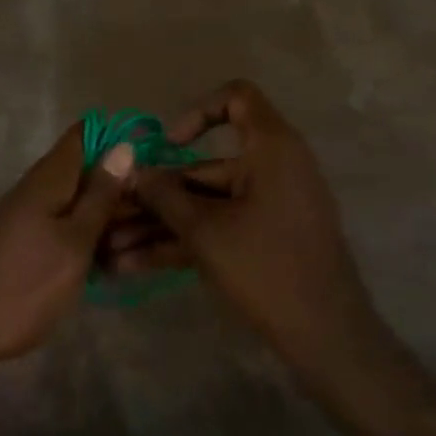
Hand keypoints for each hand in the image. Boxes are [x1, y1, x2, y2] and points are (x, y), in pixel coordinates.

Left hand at [0, 124, 134, 368]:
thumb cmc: (26, 284)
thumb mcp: (75, 241)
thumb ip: (99, 196)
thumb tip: (122, 147)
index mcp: (47, 179)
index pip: (82, 136)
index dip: (116, 139)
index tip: (152, 158)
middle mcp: (34, 189)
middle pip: (81, 171)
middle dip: (118, 185)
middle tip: (159, 211)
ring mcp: (24, 216)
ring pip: (73, 202)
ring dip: (104, 215)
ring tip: (141, 238)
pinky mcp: (21, 242)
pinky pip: (60, 225)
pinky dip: (85, 236)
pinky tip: (108, 258)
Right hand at [131, 80, 374, 367]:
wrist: (325, 336)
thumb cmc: (266, 266)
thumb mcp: (205, 230)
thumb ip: (164, 195)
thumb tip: (133, 172)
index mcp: (270, 149)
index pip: (238, 99)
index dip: (198, 112)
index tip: (168, 145)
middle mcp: (271, 170)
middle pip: (204, 166)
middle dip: (154, 193)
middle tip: (111, 211)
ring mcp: (267, 207)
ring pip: (203, 204)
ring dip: (158, 224)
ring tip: (110, 247)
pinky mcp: (262, 240)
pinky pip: (216, 228)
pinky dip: (181, 242)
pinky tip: (134, 265)